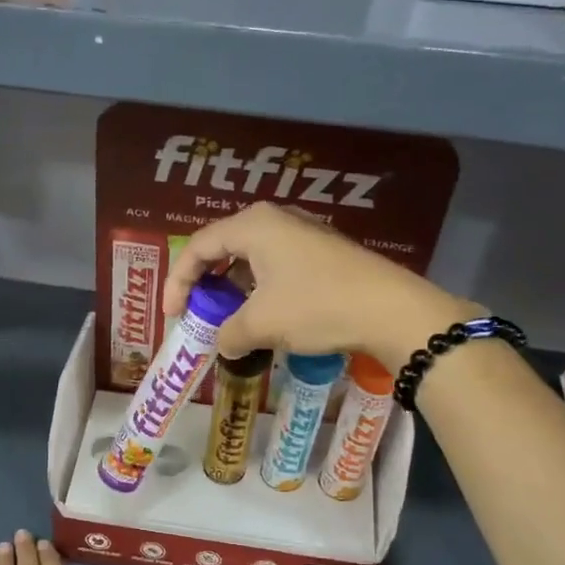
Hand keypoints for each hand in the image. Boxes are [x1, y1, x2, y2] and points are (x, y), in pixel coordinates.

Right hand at [162, 202, 477, 368]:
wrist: (391, 310)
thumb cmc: (316, 306)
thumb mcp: (262, 324)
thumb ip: (229, 333)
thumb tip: (223, 345)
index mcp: (253, 225)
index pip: (198, 247)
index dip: (177, 282)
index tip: (172, 316)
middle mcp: (275, 220)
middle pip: (223, 247)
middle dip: (204, 283)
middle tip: (195, 314)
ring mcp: (302, 234)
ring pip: (251, 258)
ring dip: (233, 290)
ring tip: (227, 320)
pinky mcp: (322, 253)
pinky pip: (275, 266)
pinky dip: (259, 290)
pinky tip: (263, 317)